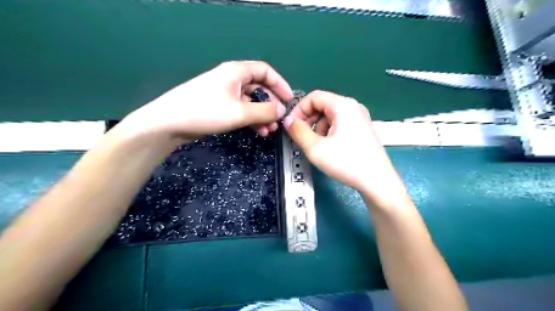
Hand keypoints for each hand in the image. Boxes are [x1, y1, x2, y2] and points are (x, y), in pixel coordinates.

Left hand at [115, 60, 291, 142]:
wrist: (169, 123)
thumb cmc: (205, 111)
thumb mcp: (240, 112)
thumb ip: (264, 111)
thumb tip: (282, 110)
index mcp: (236, 72)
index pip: (265, 71)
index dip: (280, 84)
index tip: (290, 100)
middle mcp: (231, 79)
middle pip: (259, 87)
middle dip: (271, 104)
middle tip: (279, 120)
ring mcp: (224, 94)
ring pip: (250, 101)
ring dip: (262, 115)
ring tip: (270, 131)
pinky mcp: (218, 106)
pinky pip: (241, 110)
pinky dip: (251, 120)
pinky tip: (258, 132)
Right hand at [284, 90, 405, 203]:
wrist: (377, 181)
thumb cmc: (346, 162)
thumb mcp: (316, 148)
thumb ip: (298, 132)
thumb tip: (288, 121)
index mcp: (343, 105)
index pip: (314, 97)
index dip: (299, 110)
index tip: (291, 126)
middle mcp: (352, 107)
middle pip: (323, 105)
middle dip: (308, 120)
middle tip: (300, 137)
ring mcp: (359, 118)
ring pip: (330, 116)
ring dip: (317, 127)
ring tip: (316, 145)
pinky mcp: (362, 129)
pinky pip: (339, 124)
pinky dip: (328, 132)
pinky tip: (328, 148)